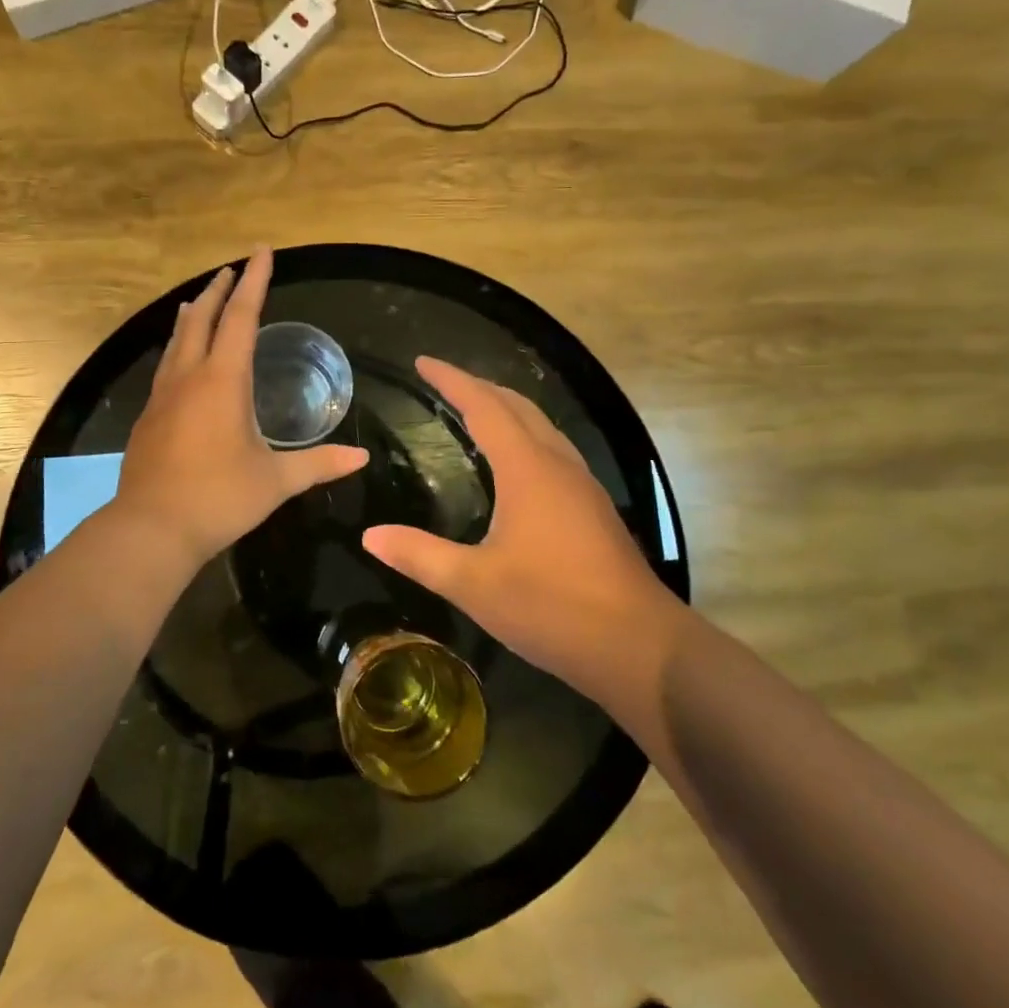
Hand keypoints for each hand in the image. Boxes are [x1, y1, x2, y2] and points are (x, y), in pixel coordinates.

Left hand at [113, 247, 368, 571]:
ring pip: (176, 341)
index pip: (241, 317)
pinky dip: (178, 348)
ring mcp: (162, 396)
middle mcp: (189, 377)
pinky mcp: (148, 418)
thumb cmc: (219, 498)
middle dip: (218, 290)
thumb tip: (360, 457)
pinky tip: (181, 362)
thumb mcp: (275, 481)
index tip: (261, 252)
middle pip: (201, 319)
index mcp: (223, 381)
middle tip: (231, 269)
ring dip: (192, 316)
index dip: (254, 282)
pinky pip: (166, 367)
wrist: (151, 528)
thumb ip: (318, 464)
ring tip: (198, 302)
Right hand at [361, 357, 686, 696]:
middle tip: (444, 383)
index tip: (422, 362)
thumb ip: (419, 555)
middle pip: (517, 406)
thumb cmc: (552, 607)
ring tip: (475, 412)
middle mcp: (557, 464)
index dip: (452, 380)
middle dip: (479, 386)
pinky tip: (516, 464)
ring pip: (541, 426)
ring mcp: (582, 485)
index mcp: (527, 469)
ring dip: (507, 409)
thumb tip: (370, 535)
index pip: (484, 406)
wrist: (638, 645)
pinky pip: (554, 450)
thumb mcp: (474, 585)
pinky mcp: (594, 508)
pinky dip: (525, 436)